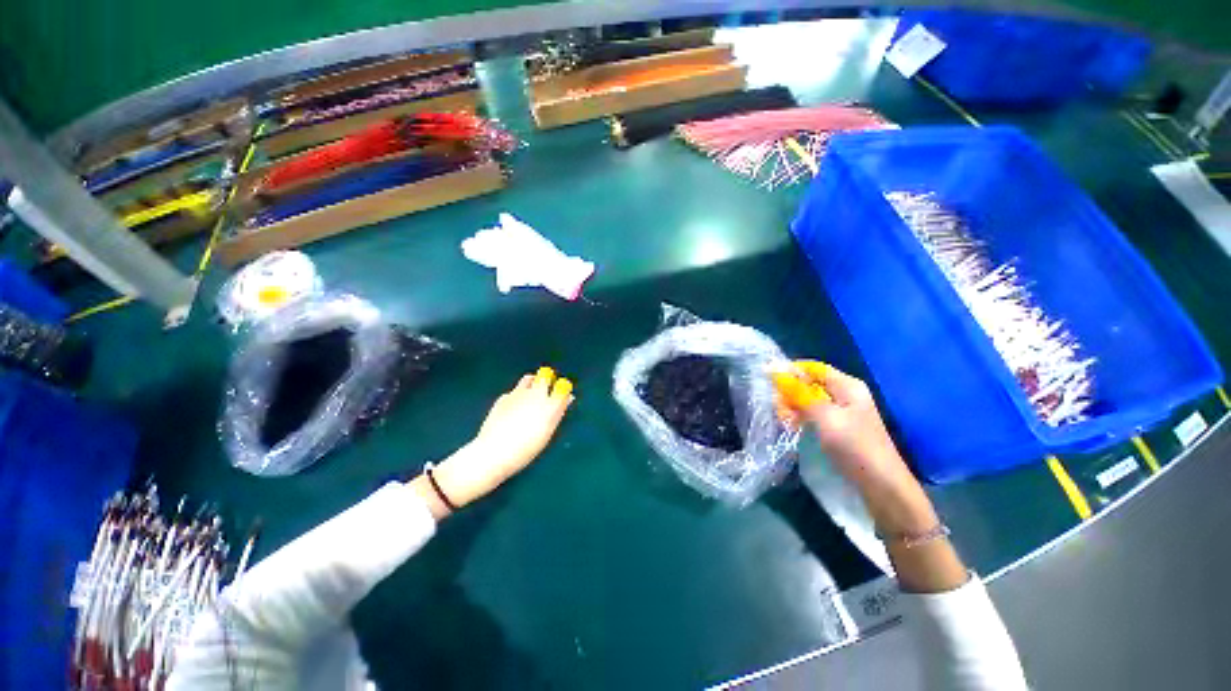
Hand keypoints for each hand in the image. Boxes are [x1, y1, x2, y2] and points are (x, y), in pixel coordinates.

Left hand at [414, 368, 573, 517]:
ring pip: (529, 378)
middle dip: (548, 379)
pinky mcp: (503, 398)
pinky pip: (513, 392)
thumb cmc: (526, 449)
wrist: (494, 452)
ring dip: (532, 382)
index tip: (562, 393)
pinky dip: (516, 396)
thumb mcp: (547, 432)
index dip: (563, 388)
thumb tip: (567, 398)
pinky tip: (513, 410)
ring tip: (530, 395)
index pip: (563, 386)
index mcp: (550, 405)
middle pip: (545, 375)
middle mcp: (536, 394)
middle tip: (546, 389)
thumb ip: (558, 412)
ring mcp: (518, 394)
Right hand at [772, 361, 935, 533]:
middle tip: (775, 407)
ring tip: (782, 420)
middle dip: (789, 392)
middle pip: (808, 383)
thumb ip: (799, 394)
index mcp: (847, 385)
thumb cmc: (855, 446)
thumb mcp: (825, 416)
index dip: (789, 370)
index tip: (766, 379)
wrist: (882, 486)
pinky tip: (791, 426)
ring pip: (808, 400)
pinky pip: (812, 415)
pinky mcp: (837, 428)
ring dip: (792, 406)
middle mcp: (844, 394)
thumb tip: (774, 372)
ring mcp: (841, 412)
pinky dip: (799, 418)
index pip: (812, 367)